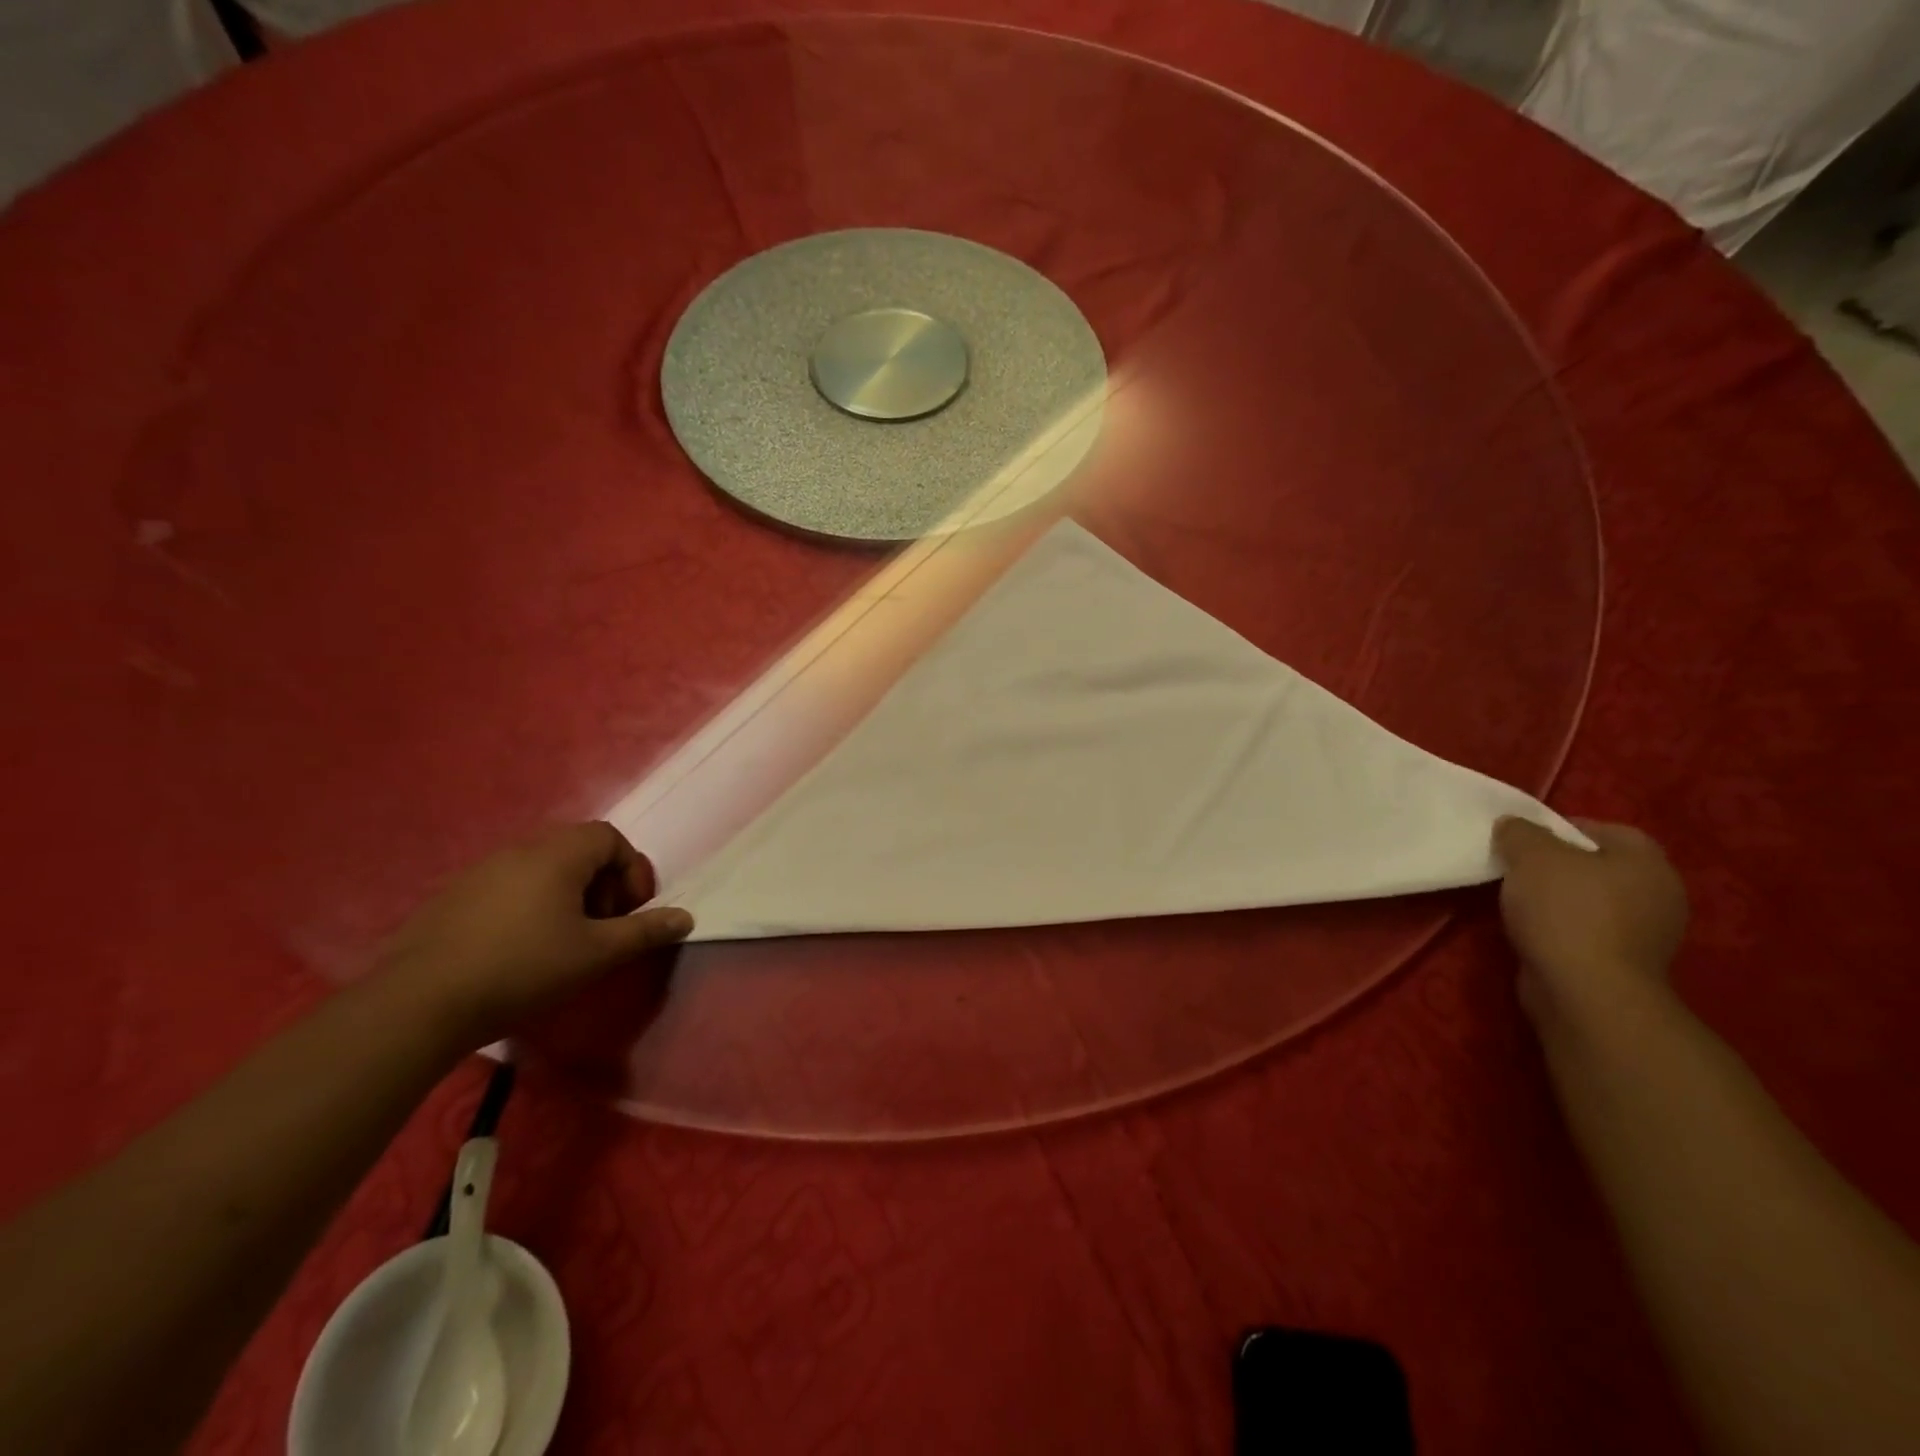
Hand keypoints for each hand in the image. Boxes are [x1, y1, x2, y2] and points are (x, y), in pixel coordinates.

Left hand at [376, 822, 693, 1047]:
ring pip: (542, 868)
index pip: (610, 838)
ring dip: (567, 895)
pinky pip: (508, 886)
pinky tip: (521, 949)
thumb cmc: (524, 968)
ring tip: (565, 940)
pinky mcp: (452, 897)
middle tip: (603, 927)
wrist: (420, 1004)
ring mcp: (480, 871)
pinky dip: (530, 905)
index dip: (631, 871)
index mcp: (558, 854)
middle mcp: (520, 850)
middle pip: (577, 849)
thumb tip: (686, 917)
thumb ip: (644, 931)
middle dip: (602, 884)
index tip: (631, 912)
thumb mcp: (596, 954)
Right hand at [1493, 818, 1688, 1023]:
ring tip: (1517, 900)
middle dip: (1557, 865)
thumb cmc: (1565, 911)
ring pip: (1592, 900)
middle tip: (1515, 867)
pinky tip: (1533, 930)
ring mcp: (1647, 933)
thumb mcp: (1531, 855)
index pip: (1605, 829)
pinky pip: (1588, 930)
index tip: (1521, 839)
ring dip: (1557, 899)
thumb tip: (1513, 825)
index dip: (1560, 828)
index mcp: (1648, 861)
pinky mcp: (1626, 963)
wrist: (1586, 992)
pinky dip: (1561, 927)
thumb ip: (1520, 832)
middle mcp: (1659, 894)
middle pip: (1598, 865)